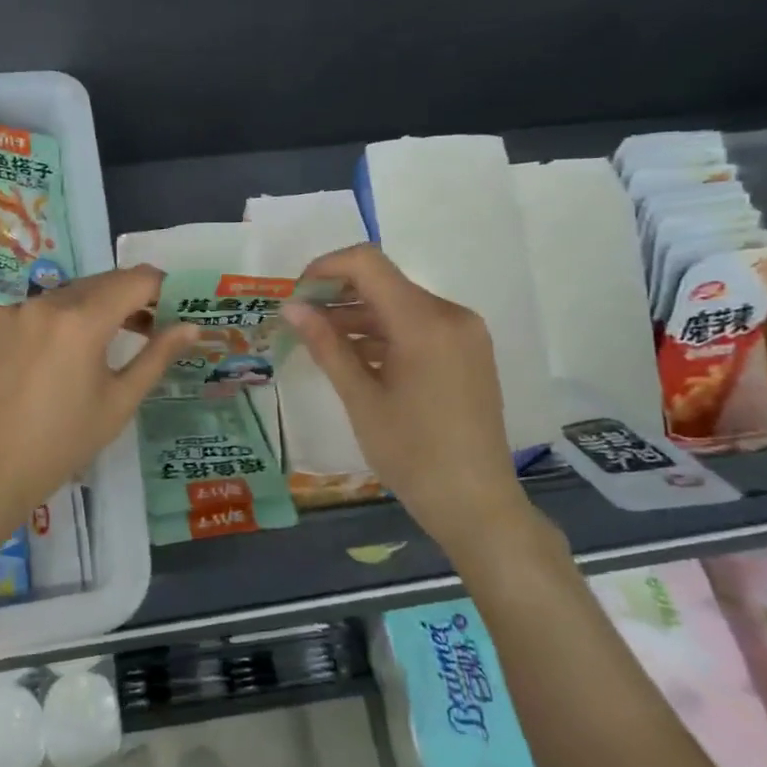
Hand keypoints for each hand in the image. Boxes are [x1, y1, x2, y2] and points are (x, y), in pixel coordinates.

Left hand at [0, 266, 198, 534]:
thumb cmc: (67, 440)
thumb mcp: (120, 400)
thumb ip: (157, 356)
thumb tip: (191, 327)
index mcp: (82, 320)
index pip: (136, 280)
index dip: (163, 287)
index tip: (177, 304)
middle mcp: (49, 303)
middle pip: (105, 281)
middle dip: (134, 295)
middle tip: (155, 323)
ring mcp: (20, 310)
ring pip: (74, 291)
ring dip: (101, 303)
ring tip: (118, 335)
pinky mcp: (1, 323)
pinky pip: (45, 306)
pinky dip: (68, 315)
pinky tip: (73, 347)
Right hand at [283, 244, 532, 544]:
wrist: (475, 503)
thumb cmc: (412, 454)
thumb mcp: (361, 399)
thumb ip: (326, 345)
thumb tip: (291, 307)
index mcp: (425, 322)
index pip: (368, 264)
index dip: (326, 268)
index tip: (297, 296)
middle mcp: (450, 315)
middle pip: (384, 282)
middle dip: (338, 295)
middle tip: (300, 322)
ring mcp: (464, 333)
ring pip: (399, 304)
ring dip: (359, 316)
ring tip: (320, 342)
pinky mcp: (467, 351)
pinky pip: (418, 326)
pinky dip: (384, 333)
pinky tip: (355, 357)